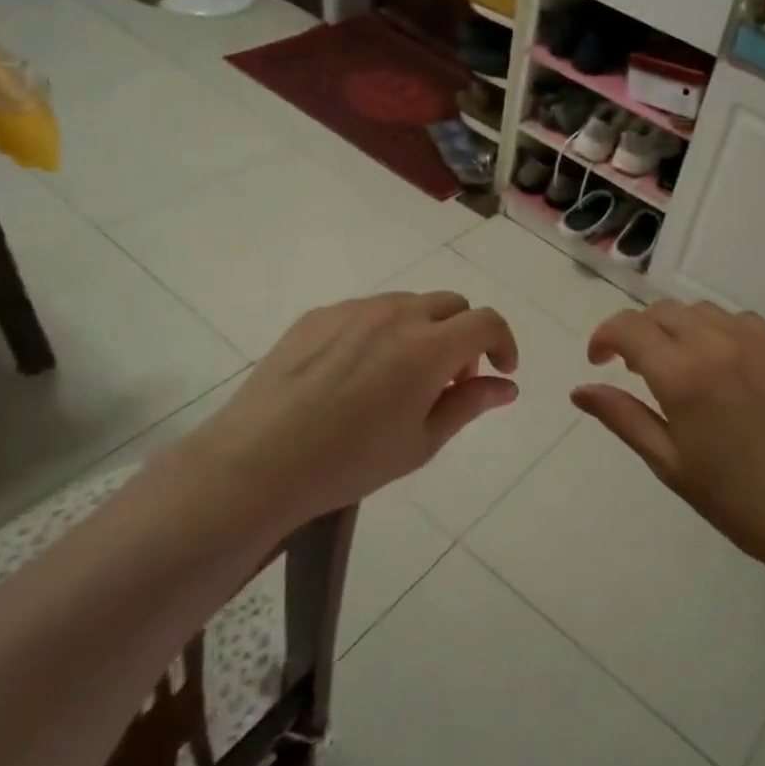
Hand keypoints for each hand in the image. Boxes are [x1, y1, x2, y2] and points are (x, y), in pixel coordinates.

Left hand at [171, 292, 518, 535]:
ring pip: (408, 304)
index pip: (486, 321)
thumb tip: (506, 386)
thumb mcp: (421, 442)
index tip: (500, 371)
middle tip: (449, 381)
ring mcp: (352, 310)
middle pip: (451, 304)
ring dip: (424, 331)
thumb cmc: (350, 461)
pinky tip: (358, 374)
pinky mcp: (318, 315)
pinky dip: (383, 332)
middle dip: (464, 336)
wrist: (258, 461)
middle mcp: (395, 314)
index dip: (503, 343)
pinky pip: (367, 311)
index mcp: (428, 347)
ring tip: (402, 378)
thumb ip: (469, 404)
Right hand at [572, 301, 764, 587]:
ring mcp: (755, 341)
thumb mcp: (668, 463)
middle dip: (637, 333)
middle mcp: (716, 343)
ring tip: (677, 366)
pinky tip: (719, 365)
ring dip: (675, 328)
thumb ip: (622, 417)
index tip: (599, 362)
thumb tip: (580, 390)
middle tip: (634, 370)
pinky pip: (736, 320)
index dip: (604, 337)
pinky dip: (714, 330)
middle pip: (661, 312)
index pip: (628, 328)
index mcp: (682, 374)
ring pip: (698, 311)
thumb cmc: (736, 499)